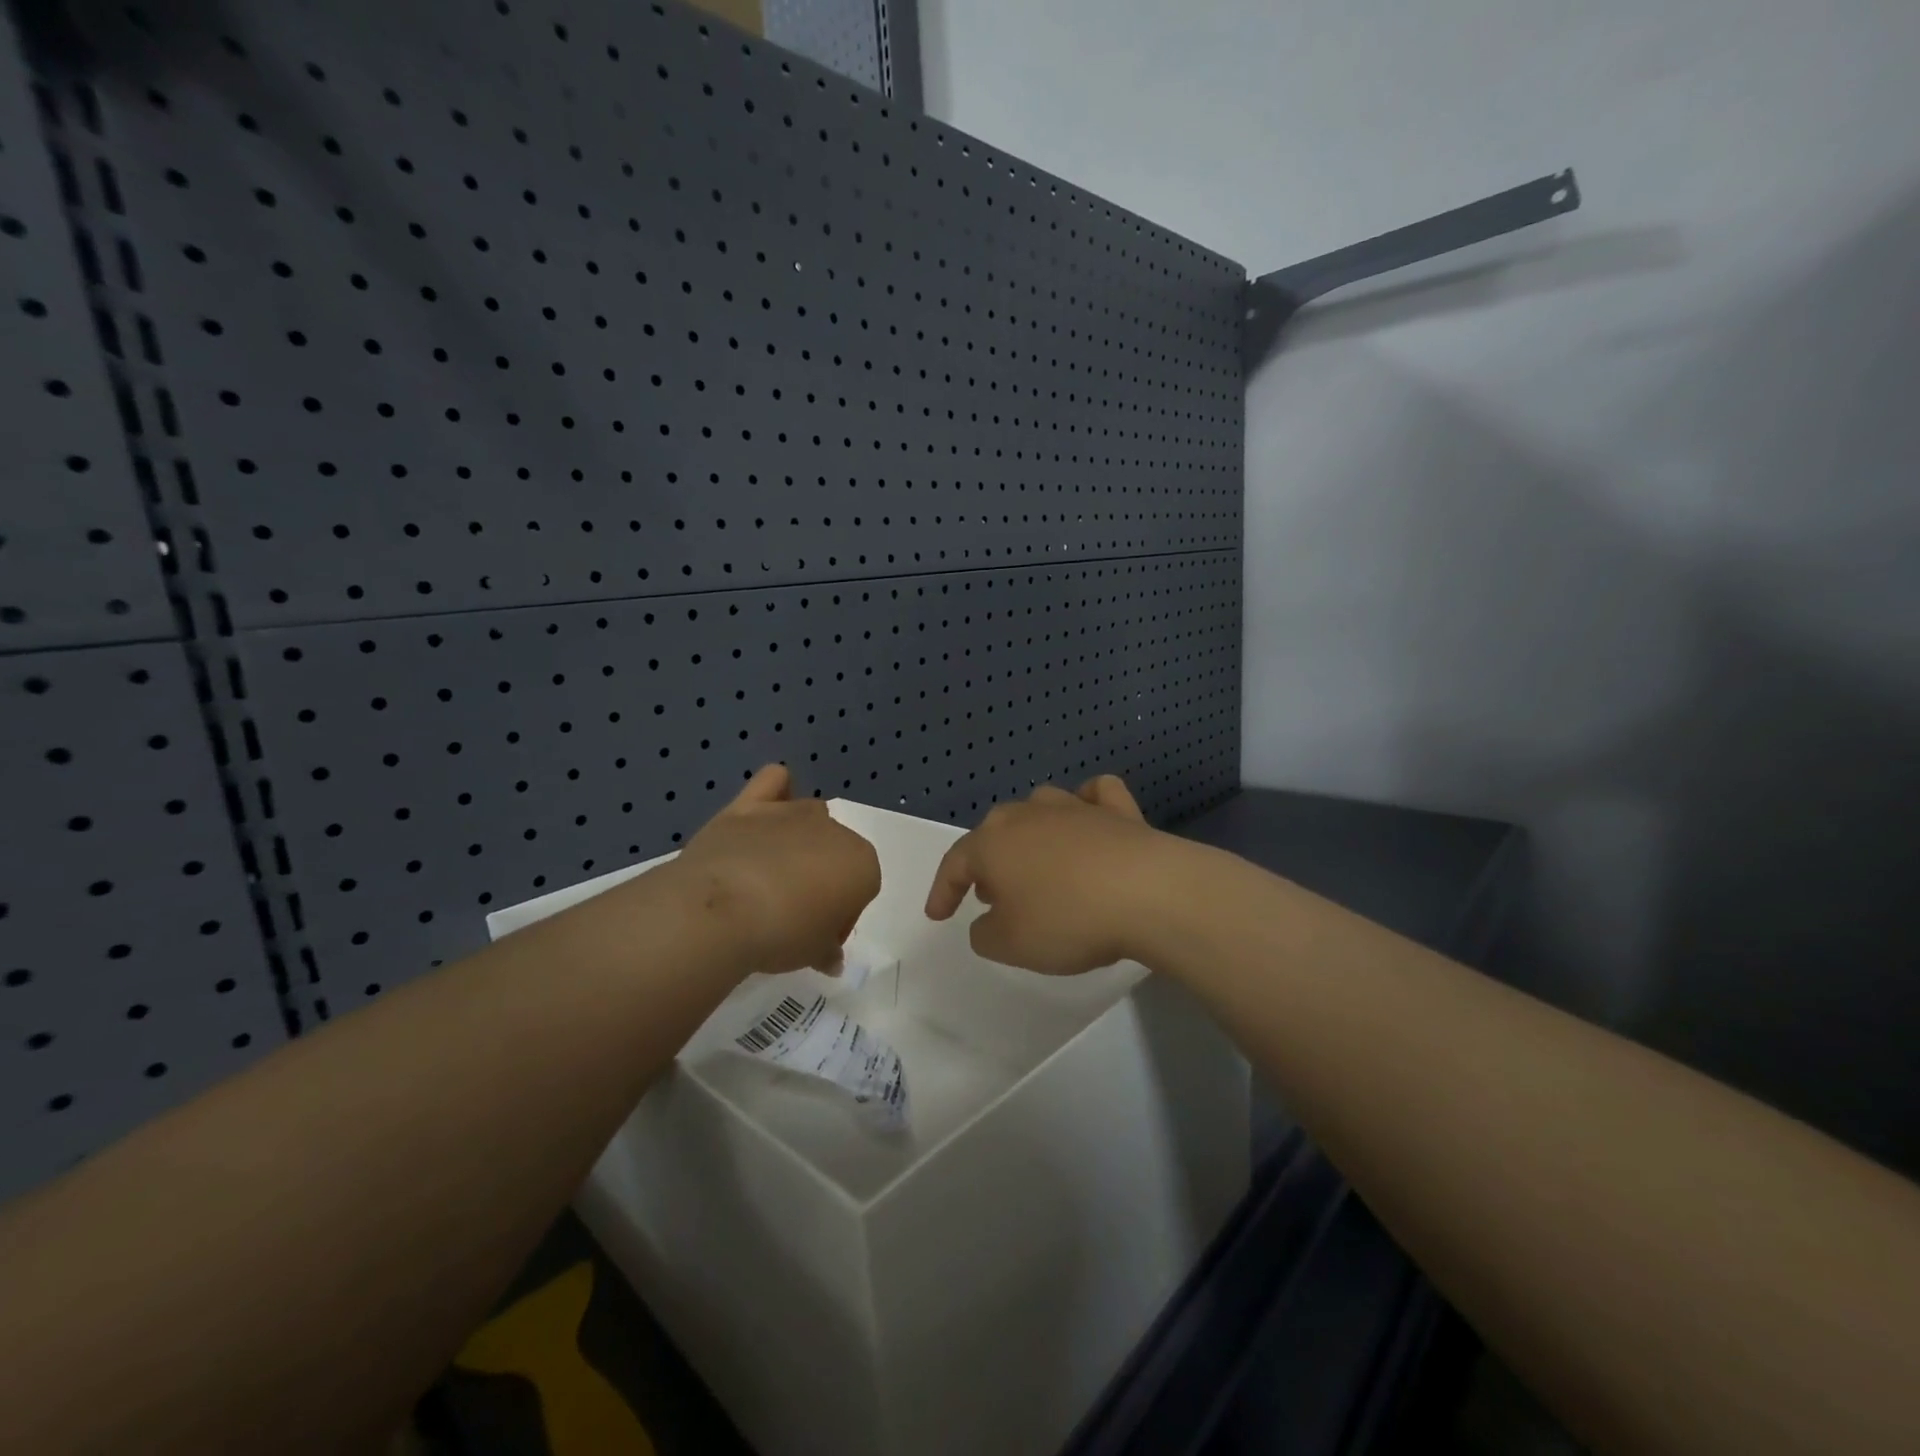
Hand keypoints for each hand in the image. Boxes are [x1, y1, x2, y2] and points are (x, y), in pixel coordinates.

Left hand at [665, 765, 880, 977]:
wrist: (721, 910)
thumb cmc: (783, 935)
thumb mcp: (813, 955)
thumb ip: (828, 952)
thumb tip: (831, 959)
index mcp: (862, 863)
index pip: (861, 890)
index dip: (839, 917)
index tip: (817, 937)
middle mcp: (834, 830)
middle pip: (836, 854)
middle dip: (822, 880)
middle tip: (792, 916)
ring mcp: (792, 813)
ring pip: (810, 819)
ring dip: (800, 842)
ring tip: (772, 877)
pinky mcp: (750, 805)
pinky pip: (774, 782)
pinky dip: (776, 791)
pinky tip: (765, 812)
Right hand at [924, 775, 1168, 974]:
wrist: (1147, 892)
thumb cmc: (1067, 919)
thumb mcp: (1010, 944)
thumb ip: (985, 934)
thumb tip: (989, 920)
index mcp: (993, 843)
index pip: (955, 864)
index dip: (943, 891)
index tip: (938, 915)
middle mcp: (1027, 815)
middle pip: (995, 833)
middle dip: (987, 864)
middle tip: (989, 895)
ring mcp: (1073, 807)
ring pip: (1038, 810)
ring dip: (1028, 837)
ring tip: (1034, 866)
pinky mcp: (1117, 810)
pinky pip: (1094, 796)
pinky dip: (1087, 805)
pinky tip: (1089, 818)